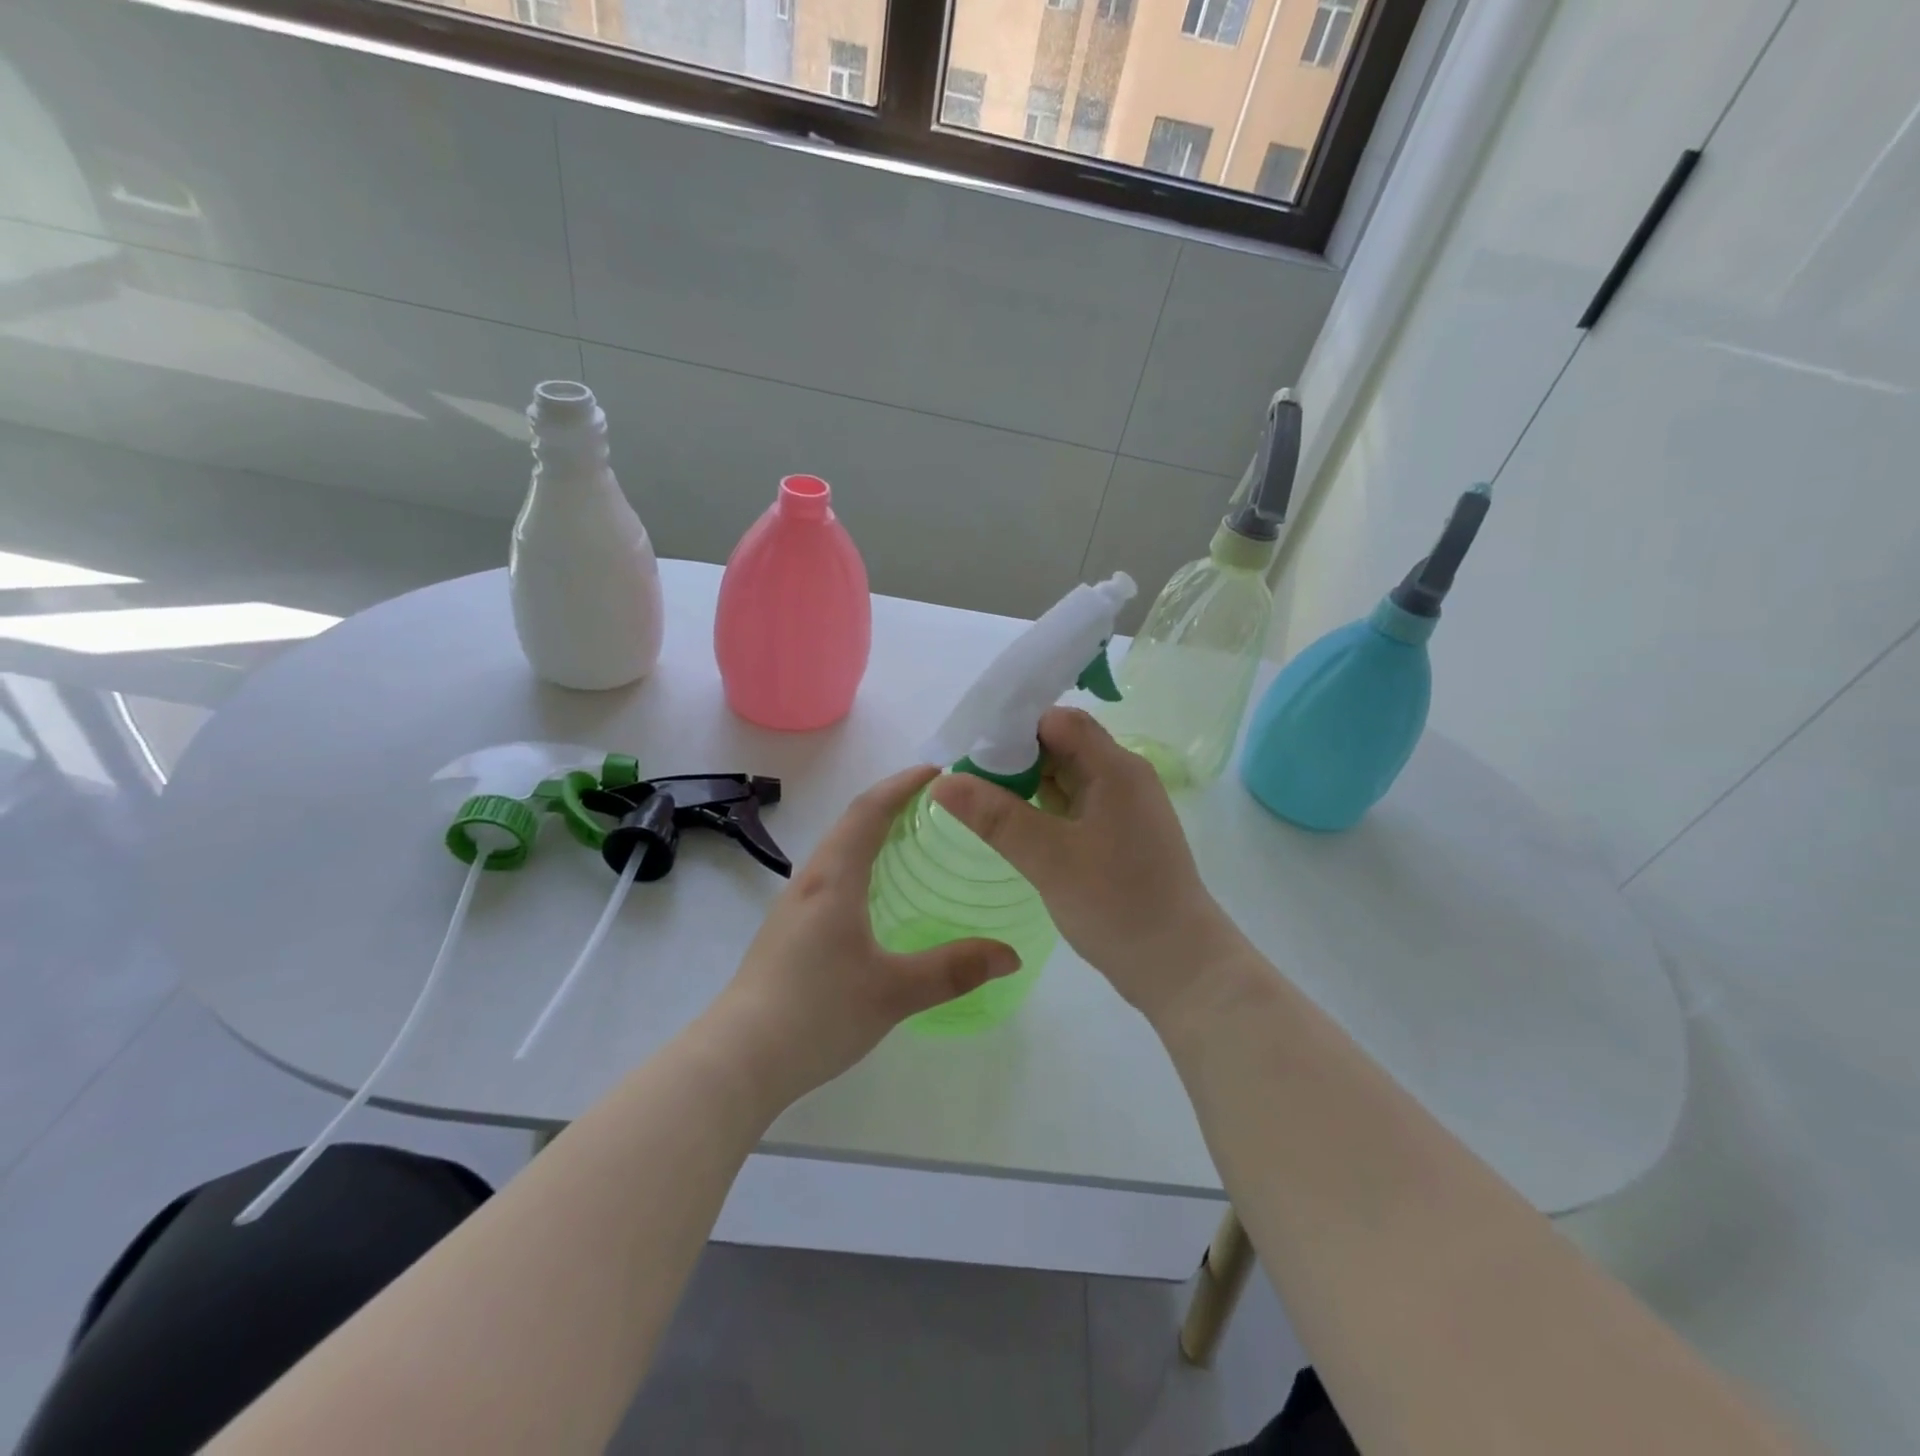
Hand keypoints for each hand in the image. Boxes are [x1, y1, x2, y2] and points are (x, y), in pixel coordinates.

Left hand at [709, 766, 1019, 1109]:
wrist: (737, 1060)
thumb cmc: (816, 1013)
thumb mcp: (894, 992)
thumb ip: (954, 970)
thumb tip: (1009, 955)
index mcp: (834, 880)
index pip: (869, 811)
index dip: (902, 785)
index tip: (937, 771)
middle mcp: (810, 882)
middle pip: (851, 824)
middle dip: (892, 804)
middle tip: (937, 806)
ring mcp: (793, 908)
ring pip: (838, 852)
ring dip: (873, 834)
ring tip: (913, 843)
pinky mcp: (787, 933)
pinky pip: (830, 879)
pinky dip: (861, 866)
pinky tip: (878, 897)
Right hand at [931, 708, 1246, 1023]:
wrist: (1179, 965)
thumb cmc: (1117, 906)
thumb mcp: (1049, 859)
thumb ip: (996, 816)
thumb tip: (942, 781)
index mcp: (1115, 769)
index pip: (1058, 721)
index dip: (1013, 726)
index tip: (971, 748)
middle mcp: (1123, 776)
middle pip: (1062, 743)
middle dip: (1014, 755)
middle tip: (965, 776)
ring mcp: (1124, 805)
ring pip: (1067, 774)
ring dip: (1027, 781)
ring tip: (978, 797)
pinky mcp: (1119, 832)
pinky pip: (1075, 802)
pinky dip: (1044, 805)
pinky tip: (1013, 822)